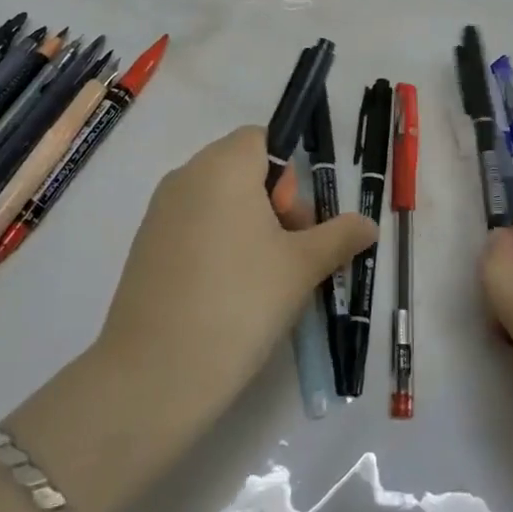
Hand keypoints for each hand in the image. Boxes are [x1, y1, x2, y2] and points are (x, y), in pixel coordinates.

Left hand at [94, 126, 376, 448]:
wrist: (156, 373)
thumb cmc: (241, 302)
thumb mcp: (302, 267)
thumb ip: (340, 236)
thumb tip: (367, 224)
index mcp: (223, 166)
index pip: (262, 138)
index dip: (288, 175)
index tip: (295, 223)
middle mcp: (185, 177)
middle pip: (241, 168)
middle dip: (273, 203)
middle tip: (287, 254)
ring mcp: (159, 213)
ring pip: (217, 201)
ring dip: (247, 227)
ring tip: (261, 280)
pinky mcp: (145, 248)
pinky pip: (192, 228)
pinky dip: (216, 247)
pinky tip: (226, 295)